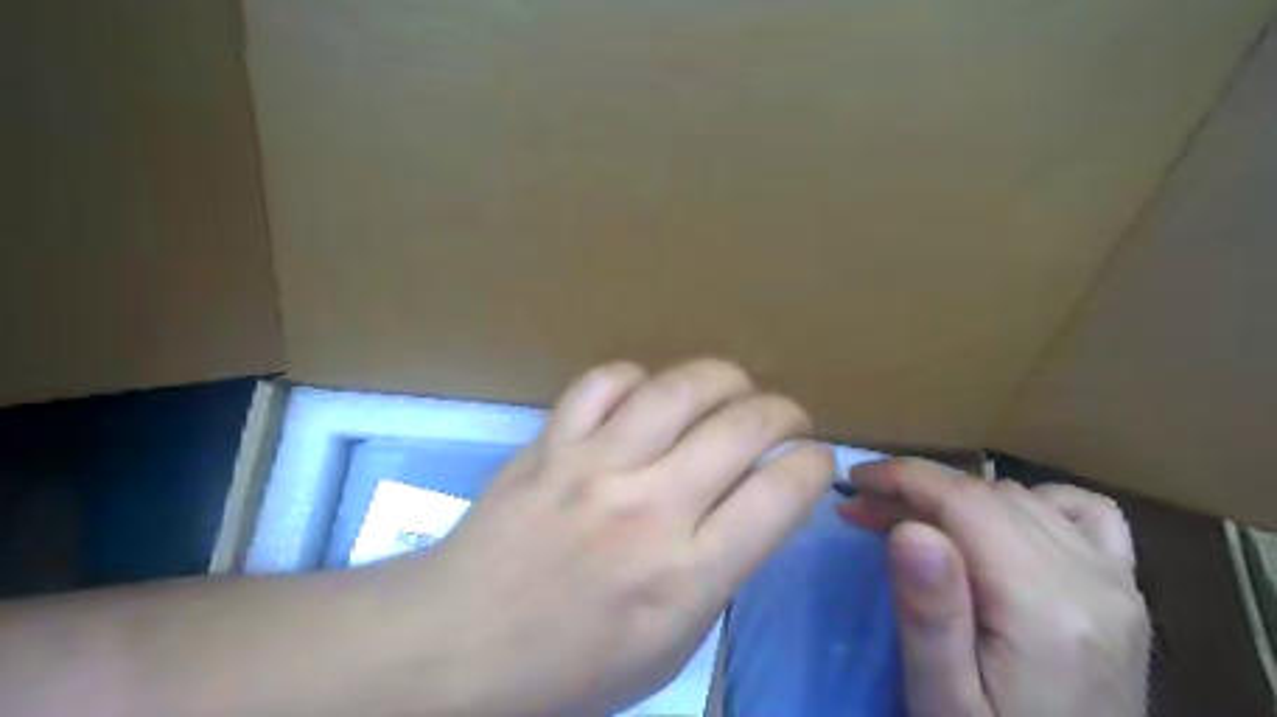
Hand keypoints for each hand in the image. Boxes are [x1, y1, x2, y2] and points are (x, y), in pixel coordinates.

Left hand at [404, 362, 833, 712]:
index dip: (814, 463)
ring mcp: (594, 465)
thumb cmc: (572, 664)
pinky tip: (646, 396)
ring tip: (733, 389)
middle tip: (786, 420)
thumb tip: (757, 503)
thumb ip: (722, 570)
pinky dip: (639, 378)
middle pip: (743, 426)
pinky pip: (606, 380)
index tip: (814, 459)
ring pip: (680, 388)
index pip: (780, 493)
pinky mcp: (551, 441)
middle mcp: (648, 508)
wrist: (458, 645)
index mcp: (686, 574)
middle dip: (785, 412)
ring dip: (726, 378)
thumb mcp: (672, 644)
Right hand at [846, 458, 1153, 715]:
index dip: (903, 478)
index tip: (853, 480)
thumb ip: (931, 616)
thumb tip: (912, 529)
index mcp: (1044, 609)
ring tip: (911, 520)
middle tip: (864, 511)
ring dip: (956, 495)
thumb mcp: (943, 699)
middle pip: (988, 494)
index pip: (965, 502)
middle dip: (917, 488)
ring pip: (1021, 496)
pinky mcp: (1124, 588)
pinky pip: (1081, 511)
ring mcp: (1118, 582)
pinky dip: (1027, 501)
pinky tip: (997, 526)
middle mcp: (1092, 581)